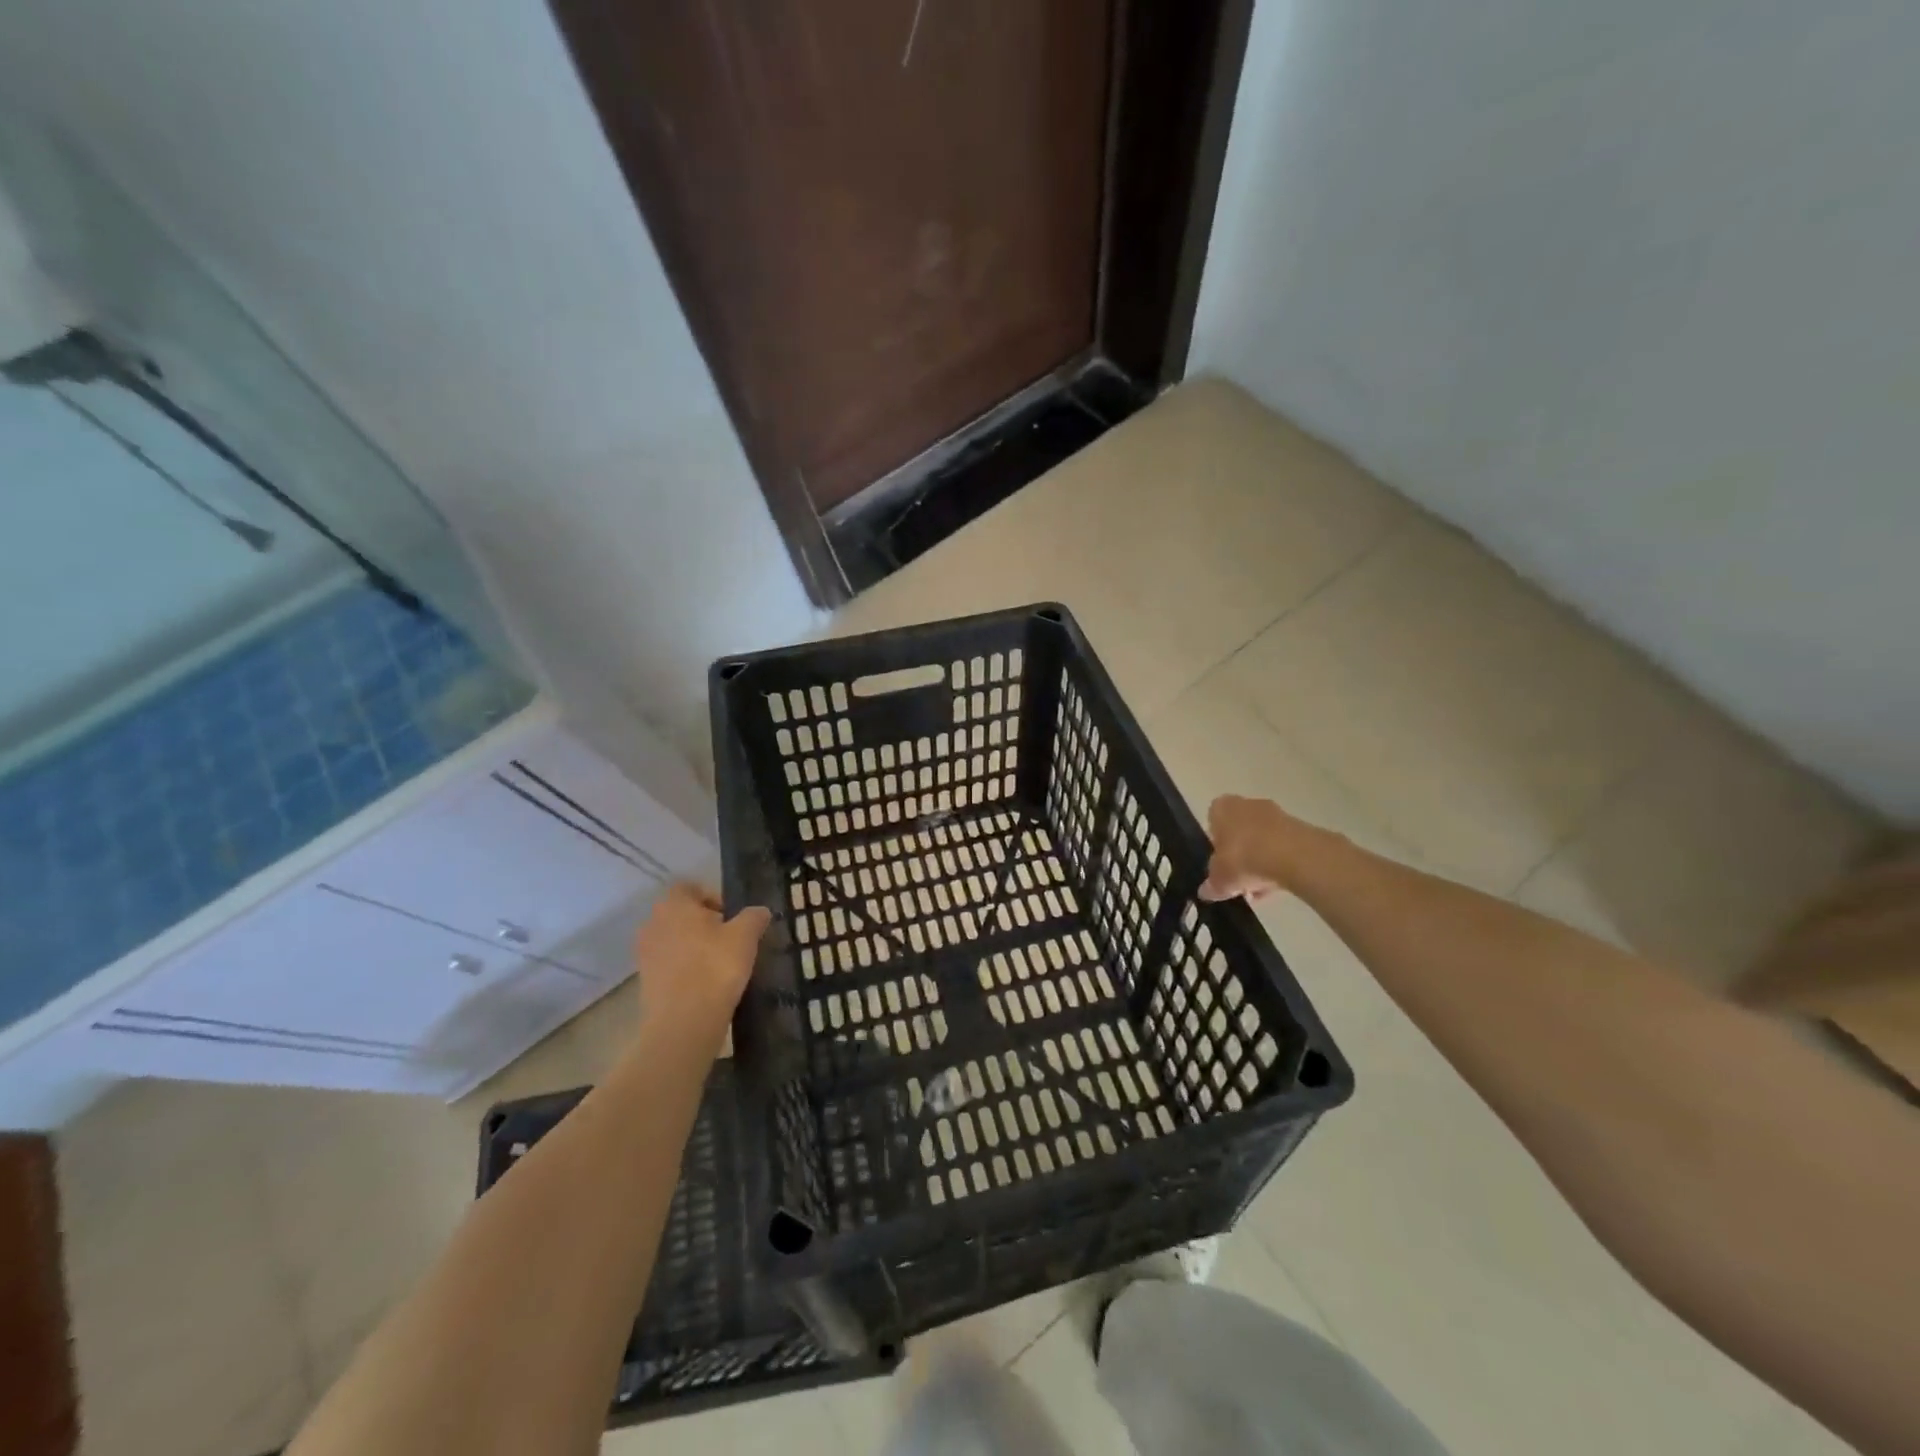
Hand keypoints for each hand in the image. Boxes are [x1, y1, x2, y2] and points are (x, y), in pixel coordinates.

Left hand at [633, 884, 770, 1044]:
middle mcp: (652, 924)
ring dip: (693, 946)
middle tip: (729, 939)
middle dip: (703, 923)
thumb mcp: (746, 936)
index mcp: (674, 905)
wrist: (683, 1022)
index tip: (731, 916)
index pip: (689, 888)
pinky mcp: (645, 981)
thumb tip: (759, 911)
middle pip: (680, 914)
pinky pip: (668, 965)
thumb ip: (754, 917)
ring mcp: (645, 954)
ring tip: (718, 963)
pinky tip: (705, 983)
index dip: (712, 897)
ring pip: (673, 940)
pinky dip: (684, 968)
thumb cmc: (715, 967)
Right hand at [1200, 795, 1315, 902]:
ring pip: (1262, 840)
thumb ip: (1212, 885)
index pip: (1213, 820)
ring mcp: (1276, 814)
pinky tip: (1277, 886)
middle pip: (1239, 830)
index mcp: (1222, 807)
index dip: (1215, 843)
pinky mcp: (1299, 829)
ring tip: (1259, 890)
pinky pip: (1282, 848)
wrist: (1293, 856)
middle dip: (1239, 854)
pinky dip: (1279, 864)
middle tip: (1238, 879)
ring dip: (1260, 861)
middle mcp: (1247, 804)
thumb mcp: (1219, 879)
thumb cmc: (1243, 858)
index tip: (1219, 863)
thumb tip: (1206, 891)